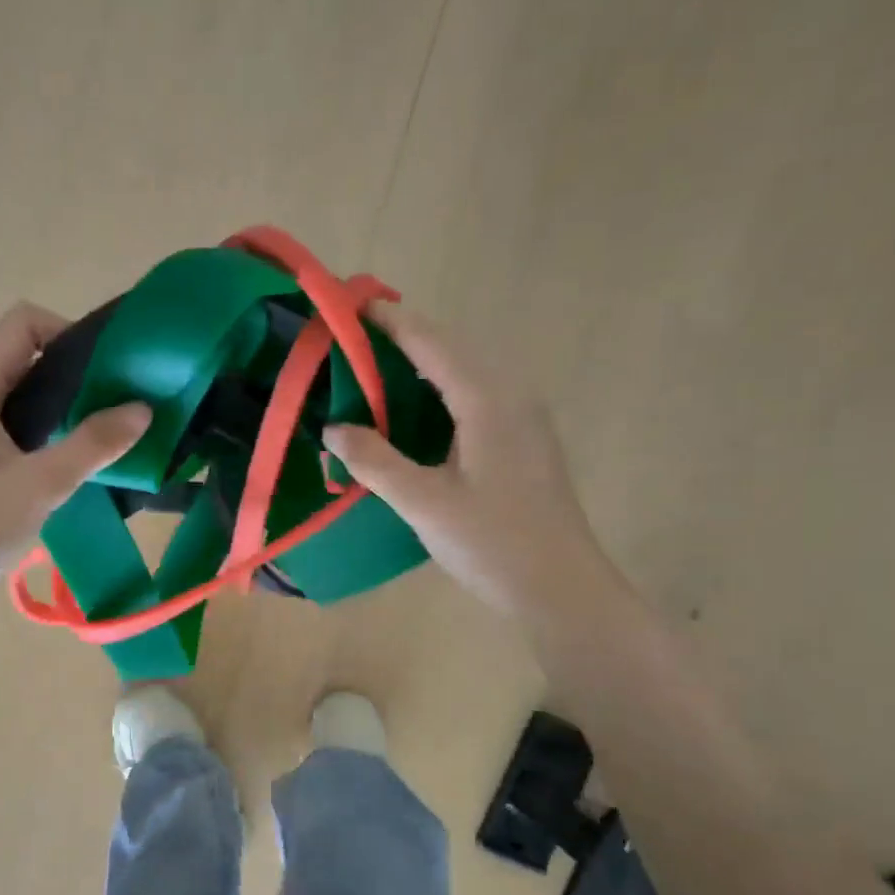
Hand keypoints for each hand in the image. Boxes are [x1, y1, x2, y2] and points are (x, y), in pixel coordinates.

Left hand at [0, 303, 149, 631]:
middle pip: (18, 357)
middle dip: (70, 374)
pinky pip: (0, 430)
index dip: (70, 333)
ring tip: (96, 439)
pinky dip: (35, 436)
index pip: (23, 323)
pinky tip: (61, 470)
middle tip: (115, 408)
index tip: (109, 373)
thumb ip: (93, 443)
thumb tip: (143, 408)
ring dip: (55, 410)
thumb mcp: (39, 486)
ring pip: (11, 397)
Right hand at [323, 305, 601, 619]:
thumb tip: (333, 428)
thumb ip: (375, 461)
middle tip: (355, 341)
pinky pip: (477, 397)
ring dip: (423, 365)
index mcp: (488, 400)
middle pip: (453, 349)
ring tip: (377, 371)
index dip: (391, 321)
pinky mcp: (525, 442)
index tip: (352, 306)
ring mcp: (524, 419)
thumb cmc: (492, 543)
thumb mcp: (423, 503)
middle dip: (405, 338)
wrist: (561, 589)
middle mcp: (511, 396)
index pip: (432, 342)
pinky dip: (441, 392)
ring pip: (467, 373)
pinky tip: (416, 415)